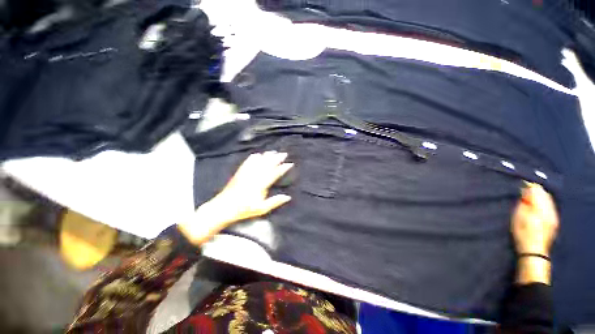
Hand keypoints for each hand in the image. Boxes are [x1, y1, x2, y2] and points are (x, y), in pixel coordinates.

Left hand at [178, 151, 292, 244]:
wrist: (224, 207)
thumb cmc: (244, 210)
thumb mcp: (261, 209)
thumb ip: (275, 202)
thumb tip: (288, 197)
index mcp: (261, 185)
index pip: (274, 174)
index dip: (283, 168)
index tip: (289, 163)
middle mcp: (254, 177)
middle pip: (267, 165)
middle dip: (276, 158)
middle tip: (283, 153)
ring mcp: (246, 174)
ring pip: (258, 162)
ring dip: (266, 156)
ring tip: (273, 151)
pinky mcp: (239, 173)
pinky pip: (247, 163)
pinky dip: (253, 158)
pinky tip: (256, 154)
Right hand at [511, 182, 558, 255]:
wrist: (534, 251)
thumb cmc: (523, 232)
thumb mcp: (518, 216)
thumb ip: (523, 203)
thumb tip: (525, 192)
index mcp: (541, 207)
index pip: (537, 191)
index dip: (529, 186)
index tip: (521, 185)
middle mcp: (550, 209)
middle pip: (545, 194)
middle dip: (536, 191)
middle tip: (525, 191)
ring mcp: (554, 216)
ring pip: (548, 200)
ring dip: (540, 196)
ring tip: (530, 198)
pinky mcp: (554, 221)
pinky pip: (550, 206)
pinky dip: (544, 203)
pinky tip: (538, 206)